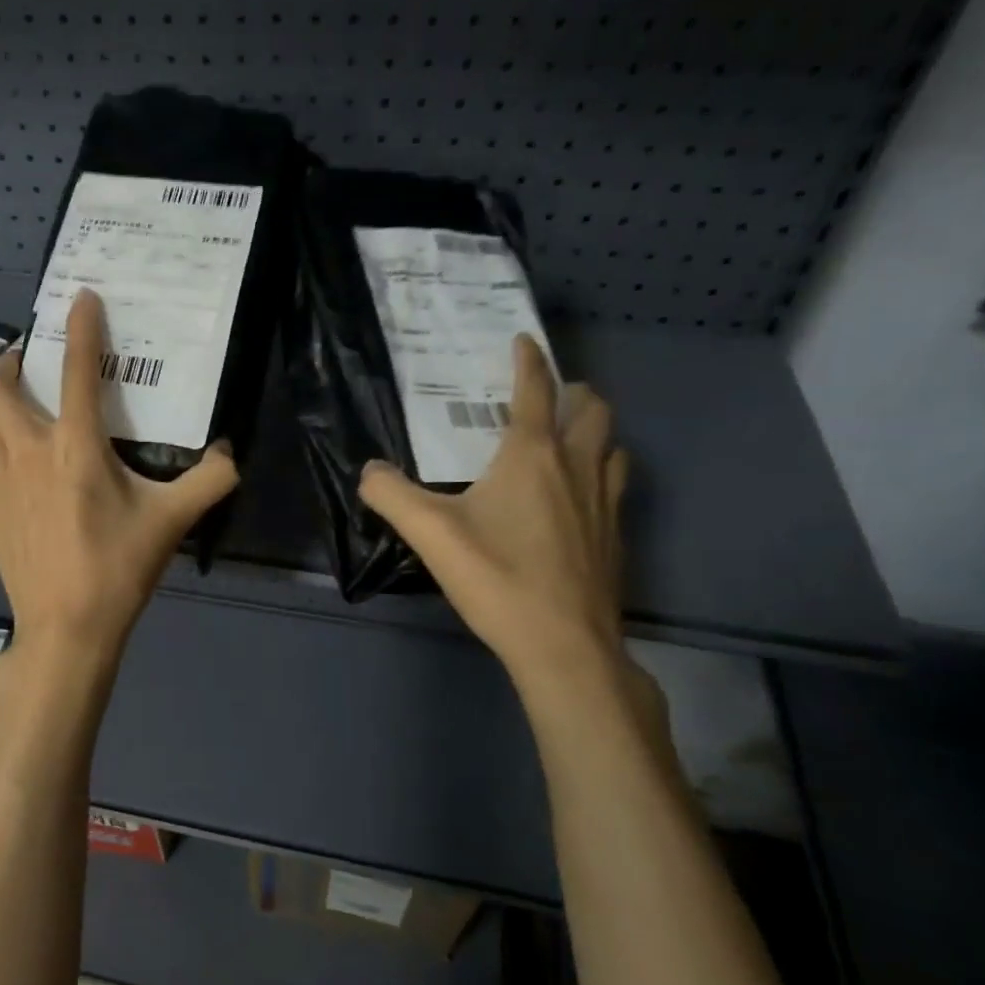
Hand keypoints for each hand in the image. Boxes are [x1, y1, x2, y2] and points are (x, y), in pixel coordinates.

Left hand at [0, 288, 239, 664]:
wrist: (66, 626)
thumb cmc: (118, 569)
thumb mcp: (172, 522)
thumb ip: (209, 481)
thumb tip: (230, 454)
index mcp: (76, 448)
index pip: (78, 373)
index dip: (81, 329)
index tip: (80, 298)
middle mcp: (29, 452)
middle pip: (1, 389)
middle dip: (11, 363)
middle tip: (30, 359)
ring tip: (8, 394)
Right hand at [358, 337, 629, 681]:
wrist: (563, 644)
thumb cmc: (497, 578)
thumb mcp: (430, 534)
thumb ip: (392, 495)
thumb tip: (369, 471)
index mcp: (532, 456)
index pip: (535, 390)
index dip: (529, 360)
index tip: (524, 340)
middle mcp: (576, 466)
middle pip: (591, 409)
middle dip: (573, 391)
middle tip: (550, 394)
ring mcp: (604, 501)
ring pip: (612, 444)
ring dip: (594, 429)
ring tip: (570, 437)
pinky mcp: (615, 535)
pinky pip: (616, 483)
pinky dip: (601, 470)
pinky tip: (580, 497)